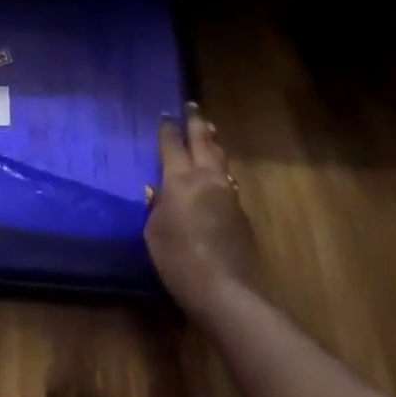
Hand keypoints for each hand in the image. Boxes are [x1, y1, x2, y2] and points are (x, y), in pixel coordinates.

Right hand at [146, 102, 260, 319]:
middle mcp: (206, 177)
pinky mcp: (242, 214)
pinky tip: (219, 176)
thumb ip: (156, 206)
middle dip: (196, 121)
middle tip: (192, 106)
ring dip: (213, 142)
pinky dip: (221, 171)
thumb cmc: (178, 258)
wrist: (225, 291)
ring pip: (220, 158)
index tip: (167, 114)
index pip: (172, 143)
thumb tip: (159, 192)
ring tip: (210, 132)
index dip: (168, 127)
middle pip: (203, 140)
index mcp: (180, 178)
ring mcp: (228, 194)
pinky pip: (229, 182)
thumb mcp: (154, 231)